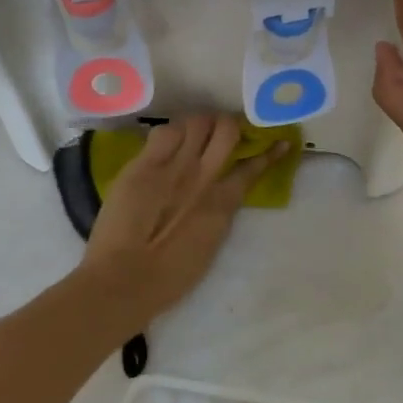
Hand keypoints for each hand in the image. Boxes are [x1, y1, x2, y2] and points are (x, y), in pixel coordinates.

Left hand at [79, 114, 284, 324]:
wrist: (124, 279)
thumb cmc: (169, 278)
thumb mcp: (209, 244)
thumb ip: (218, 214)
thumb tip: (221, 196)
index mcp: (224, 203)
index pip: (253, 167)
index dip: (268, 152)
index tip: (278, 142)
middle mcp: (204, 176)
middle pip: (226, 129)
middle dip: (226, 125)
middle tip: (219, 131)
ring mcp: (174, 166)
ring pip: (196, 122)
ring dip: (197, 125)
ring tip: (190, 133)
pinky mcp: (144, 165)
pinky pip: (163, 132)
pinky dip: (169, 133)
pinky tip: (165, 143)